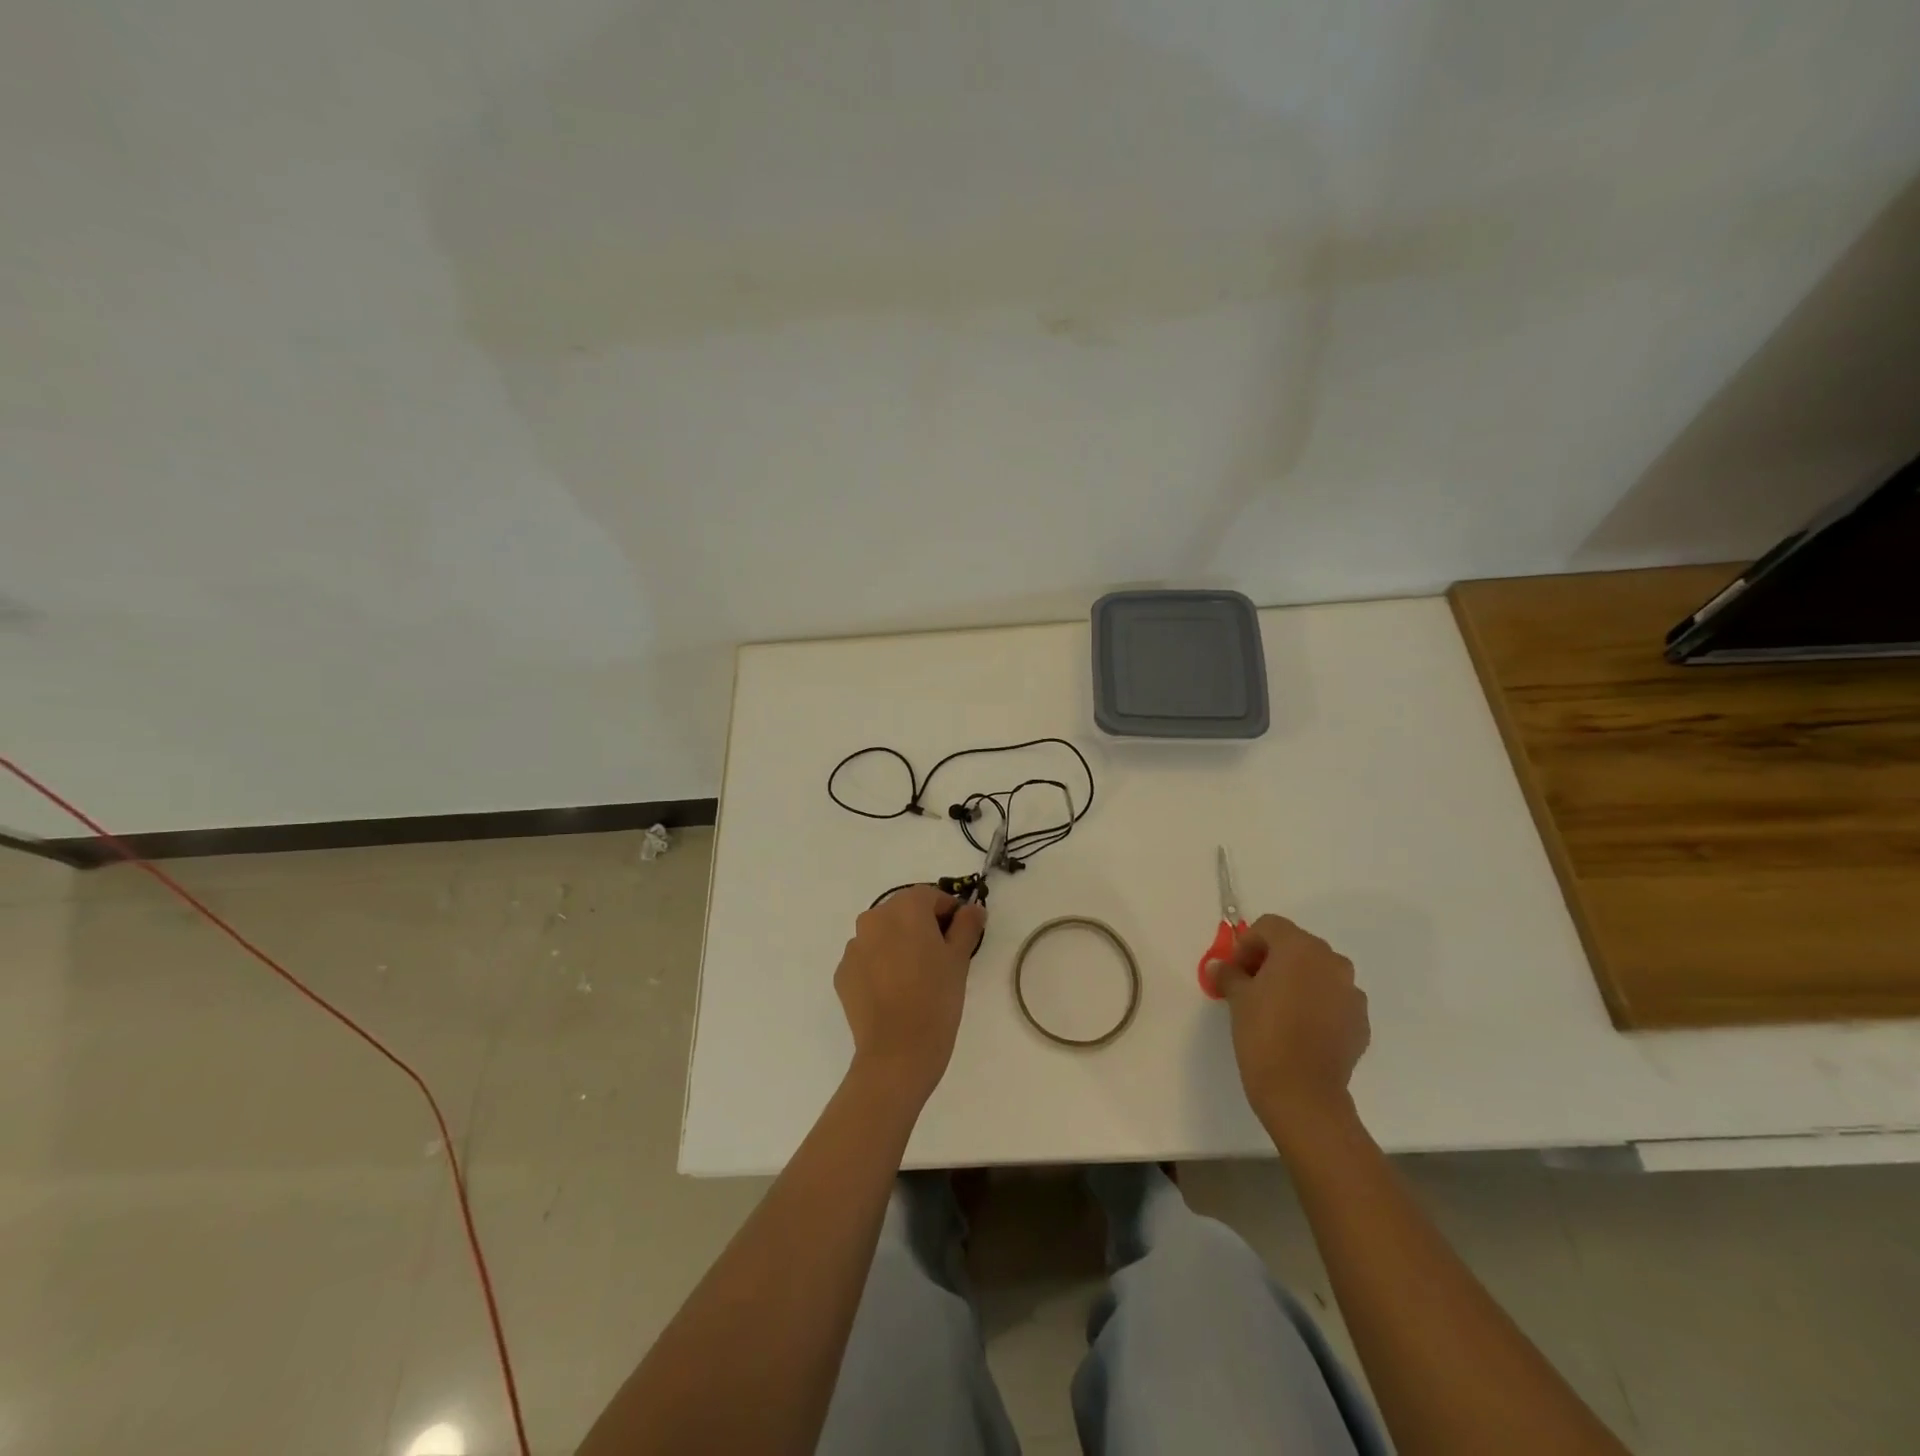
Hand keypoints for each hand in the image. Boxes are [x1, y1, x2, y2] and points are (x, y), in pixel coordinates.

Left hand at [834, 885, 985, 1105]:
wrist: (897, 1052)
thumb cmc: (936, 998)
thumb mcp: (959, 959)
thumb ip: (967, 925)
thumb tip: (972, 909)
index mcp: (905, 908)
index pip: (931, 896)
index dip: (949, 912)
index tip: (961, 935)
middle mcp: (874, 918)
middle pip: (904, 912)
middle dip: (922, 927)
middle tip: (941, 957)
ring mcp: (854, 946)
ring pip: (883, 935)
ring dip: (899, 945)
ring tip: (916, 978)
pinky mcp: (843, 973)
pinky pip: (867, 959)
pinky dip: (881, 966)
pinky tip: (895, 992)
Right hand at [1209, 914, 1369, 1149]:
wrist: (1303, 1092)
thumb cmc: (1264, 1034)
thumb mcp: (1237, 998)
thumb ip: (1229, 974)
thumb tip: (1219, 967)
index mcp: (1300, 948)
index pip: (1270, 926)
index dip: (1248, 944)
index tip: (1236, 971)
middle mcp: (1332, 962)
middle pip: (1296, 946)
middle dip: (1272, 960)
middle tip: (1252, 987)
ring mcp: (1351, 992)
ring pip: (1318, 972)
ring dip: (1297, 981)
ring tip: (1278, 1009)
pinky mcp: (1360, 1020)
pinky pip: (1333, 999)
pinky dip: (1316, 1004)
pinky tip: (1300, 1029)